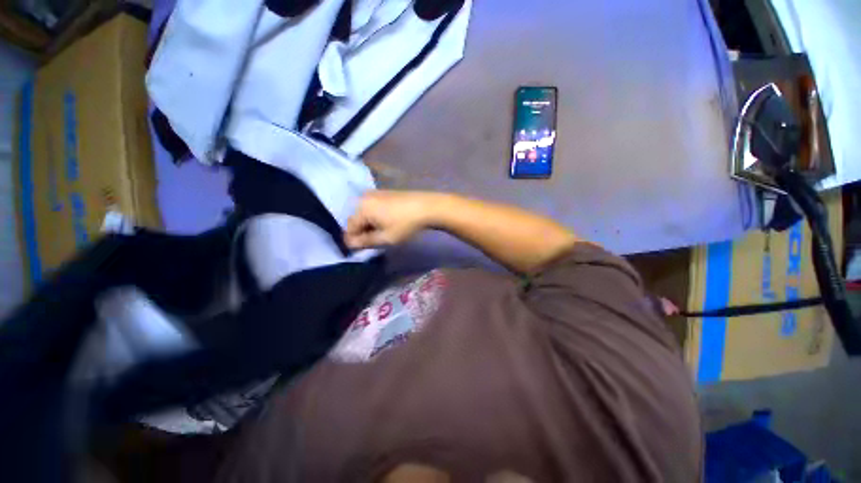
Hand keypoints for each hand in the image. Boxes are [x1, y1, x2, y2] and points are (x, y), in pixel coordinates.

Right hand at [344, 191, 441, 248]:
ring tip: (383, 232)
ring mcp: (374, 193)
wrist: (427, 207)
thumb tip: (350, 244)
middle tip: (375, 241)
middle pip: (356, 219)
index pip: (349, 228)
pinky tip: (388, 222)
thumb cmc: (405, 224)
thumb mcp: (385, 238)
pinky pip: (372, 207)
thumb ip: (365, 242)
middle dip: (362, 232)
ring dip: (369, 225)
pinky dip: (375, 216)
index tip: (364, 249)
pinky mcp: (383, 192)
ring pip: (364, 213)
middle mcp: (364, 197)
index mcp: (361, 208)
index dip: (354, 241)